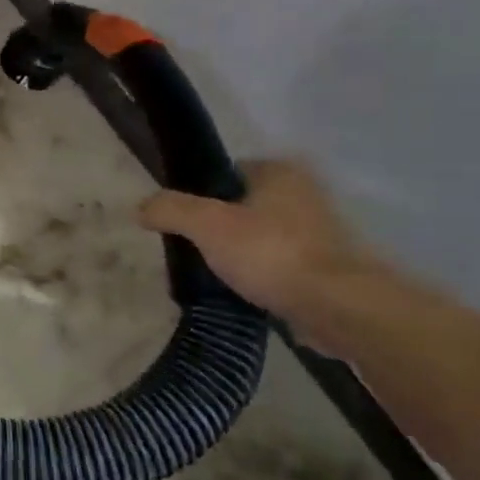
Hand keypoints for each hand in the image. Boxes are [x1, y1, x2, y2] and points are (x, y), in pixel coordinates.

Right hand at [139, 160, 372, 316]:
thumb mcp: (206, 224)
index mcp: (280, 171)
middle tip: (195, 248)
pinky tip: (244, 292)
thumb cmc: (271, 253)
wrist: (339, 308)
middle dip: (220, 227)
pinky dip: (262, 275)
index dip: (201, 194)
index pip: (227, 172)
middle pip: (243, 206)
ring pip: (262, 236)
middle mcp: (305, 194)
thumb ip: (170, 209)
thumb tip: (140, 207)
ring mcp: (321, 232)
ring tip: (216, 274)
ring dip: (242, 253)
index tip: (184, 220)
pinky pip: (280, 265)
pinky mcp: (329, 268)